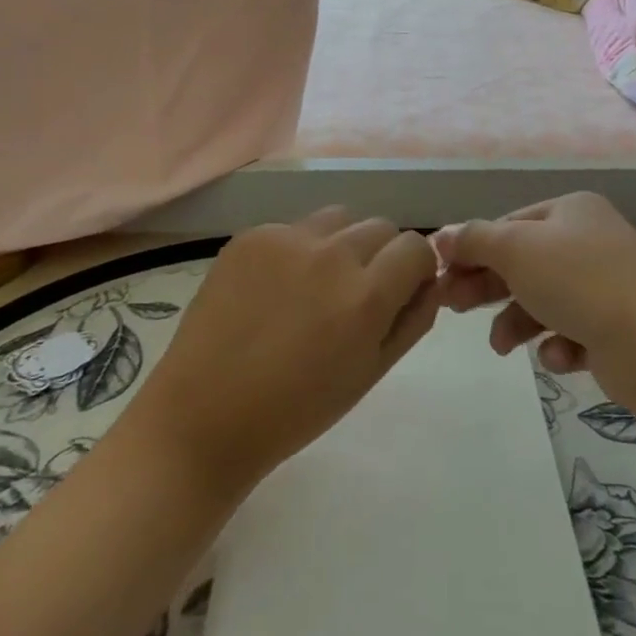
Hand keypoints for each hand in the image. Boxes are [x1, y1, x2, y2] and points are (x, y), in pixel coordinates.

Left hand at [133, 208, 442, 495]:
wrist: (204, 417)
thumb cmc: (296, 410)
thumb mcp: (370, 373)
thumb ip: (412, 320)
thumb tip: (431, 281)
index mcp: (366, 296)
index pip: (417, 246)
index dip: (416, 268)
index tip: (401, 290)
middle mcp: (331, 255)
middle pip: (381, 227)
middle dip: (381, 256)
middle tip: (354, 294)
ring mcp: (286, 239)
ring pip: (340, 218)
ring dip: (342, 243)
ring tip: (315, 284)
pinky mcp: (251, 236)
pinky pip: (295, 226)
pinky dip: (298, 249)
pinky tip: (275, 287)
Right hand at [432, 192, 635, 411]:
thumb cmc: (579, 280)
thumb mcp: (516, 249)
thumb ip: (475, 240)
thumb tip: (441, 236)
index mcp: (571, 211)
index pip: (510, 224)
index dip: (473, 247)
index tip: (442, 274)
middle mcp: (590, 242)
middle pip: (524, 262)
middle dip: (488, 285)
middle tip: (452, 306)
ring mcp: (607, 286)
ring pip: (544, 300)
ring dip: (516, 321)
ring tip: (502, 346)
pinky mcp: (617, 329)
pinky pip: (572, 333)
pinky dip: (558, 344)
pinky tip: (558, 355)